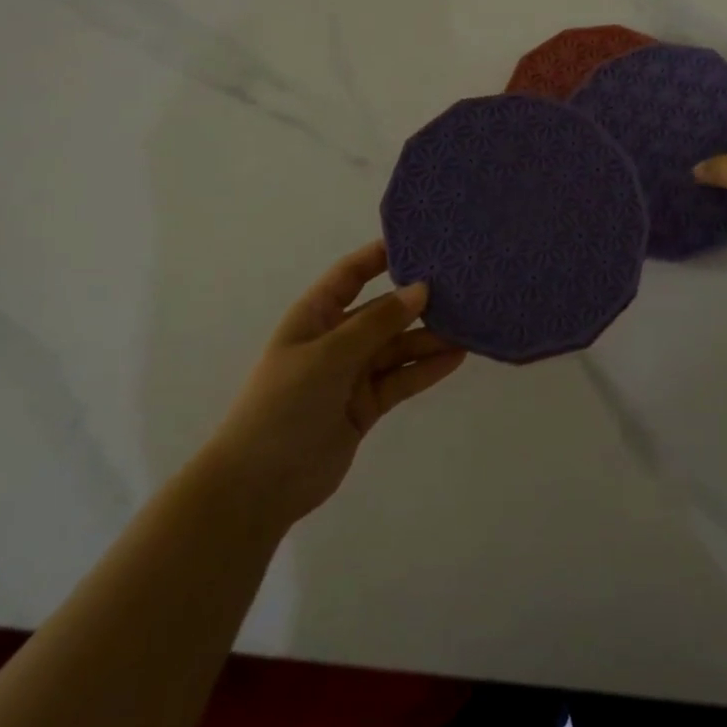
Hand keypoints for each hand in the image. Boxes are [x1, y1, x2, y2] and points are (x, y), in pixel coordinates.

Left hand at [210, 241, 466, 528]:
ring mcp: (352, 373)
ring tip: (468, 326)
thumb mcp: (328, 356)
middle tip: (462, 287)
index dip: (380, 255)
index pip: (351, 274)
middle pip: (383, 311)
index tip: (420, 240)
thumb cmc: (283, 406)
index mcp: (315, 316)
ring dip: (429, 338)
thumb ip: (377, 323)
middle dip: (418, 300)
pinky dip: (426, 369)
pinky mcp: (366, 405)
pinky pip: (401, 378)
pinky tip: (456, 357)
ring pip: (398, 346)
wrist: (258, 487)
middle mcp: (336, 339)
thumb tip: (421, 288)